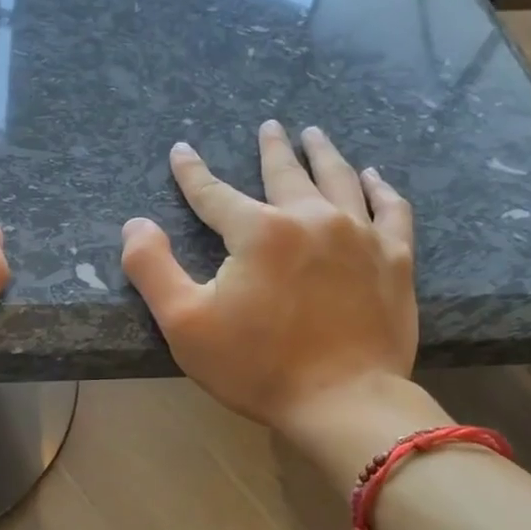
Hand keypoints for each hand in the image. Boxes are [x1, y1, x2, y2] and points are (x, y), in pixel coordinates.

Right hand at [121, 120, 446, 463]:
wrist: (345, 403)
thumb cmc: (257, 367)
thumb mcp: (184, 323)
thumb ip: (152, 268)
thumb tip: (135, 224)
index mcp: (259, 232)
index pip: (214, 193)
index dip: (192, 172)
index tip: (181, 151)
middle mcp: (312, 219)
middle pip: (286, 172)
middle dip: (272, 149)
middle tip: (269, 126)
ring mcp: (360, 236)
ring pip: (340, 180)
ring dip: (324, 154)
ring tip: (316, 134)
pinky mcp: (395, 260)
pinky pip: (391, 210)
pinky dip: (381, 189)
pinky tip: (374, 178)